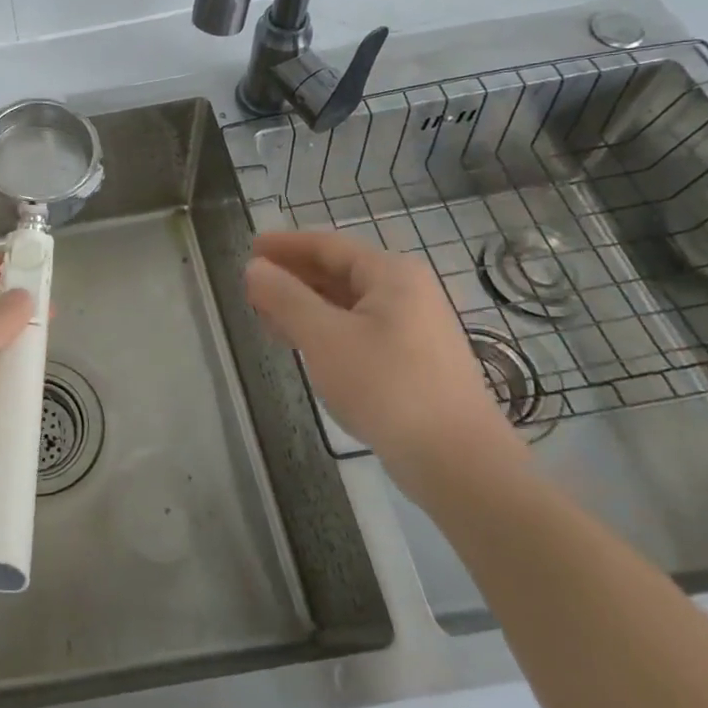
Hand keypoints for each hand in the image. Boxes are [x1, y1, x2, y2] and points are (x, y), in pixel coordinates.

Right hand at [245, 229, 527, 491]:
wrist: (458, 463)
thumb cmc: (387, 386)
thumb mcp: (324, 337)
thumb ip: (285, 297)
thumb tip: (254, 267)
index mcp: (391, 274)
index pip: (327, 245)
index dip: (285, 246)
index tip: (250, 249)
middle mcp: (407, 292)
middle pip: (339, 272)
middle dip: (293, 278)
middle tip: (252, 289)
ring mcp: (415, 328)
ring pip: (348, 304)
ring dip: (306, 307)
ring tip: (268, 320)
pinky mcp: (414, 362)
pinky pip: (360, 330)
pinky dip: (326, 331)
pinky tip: (305, 348)